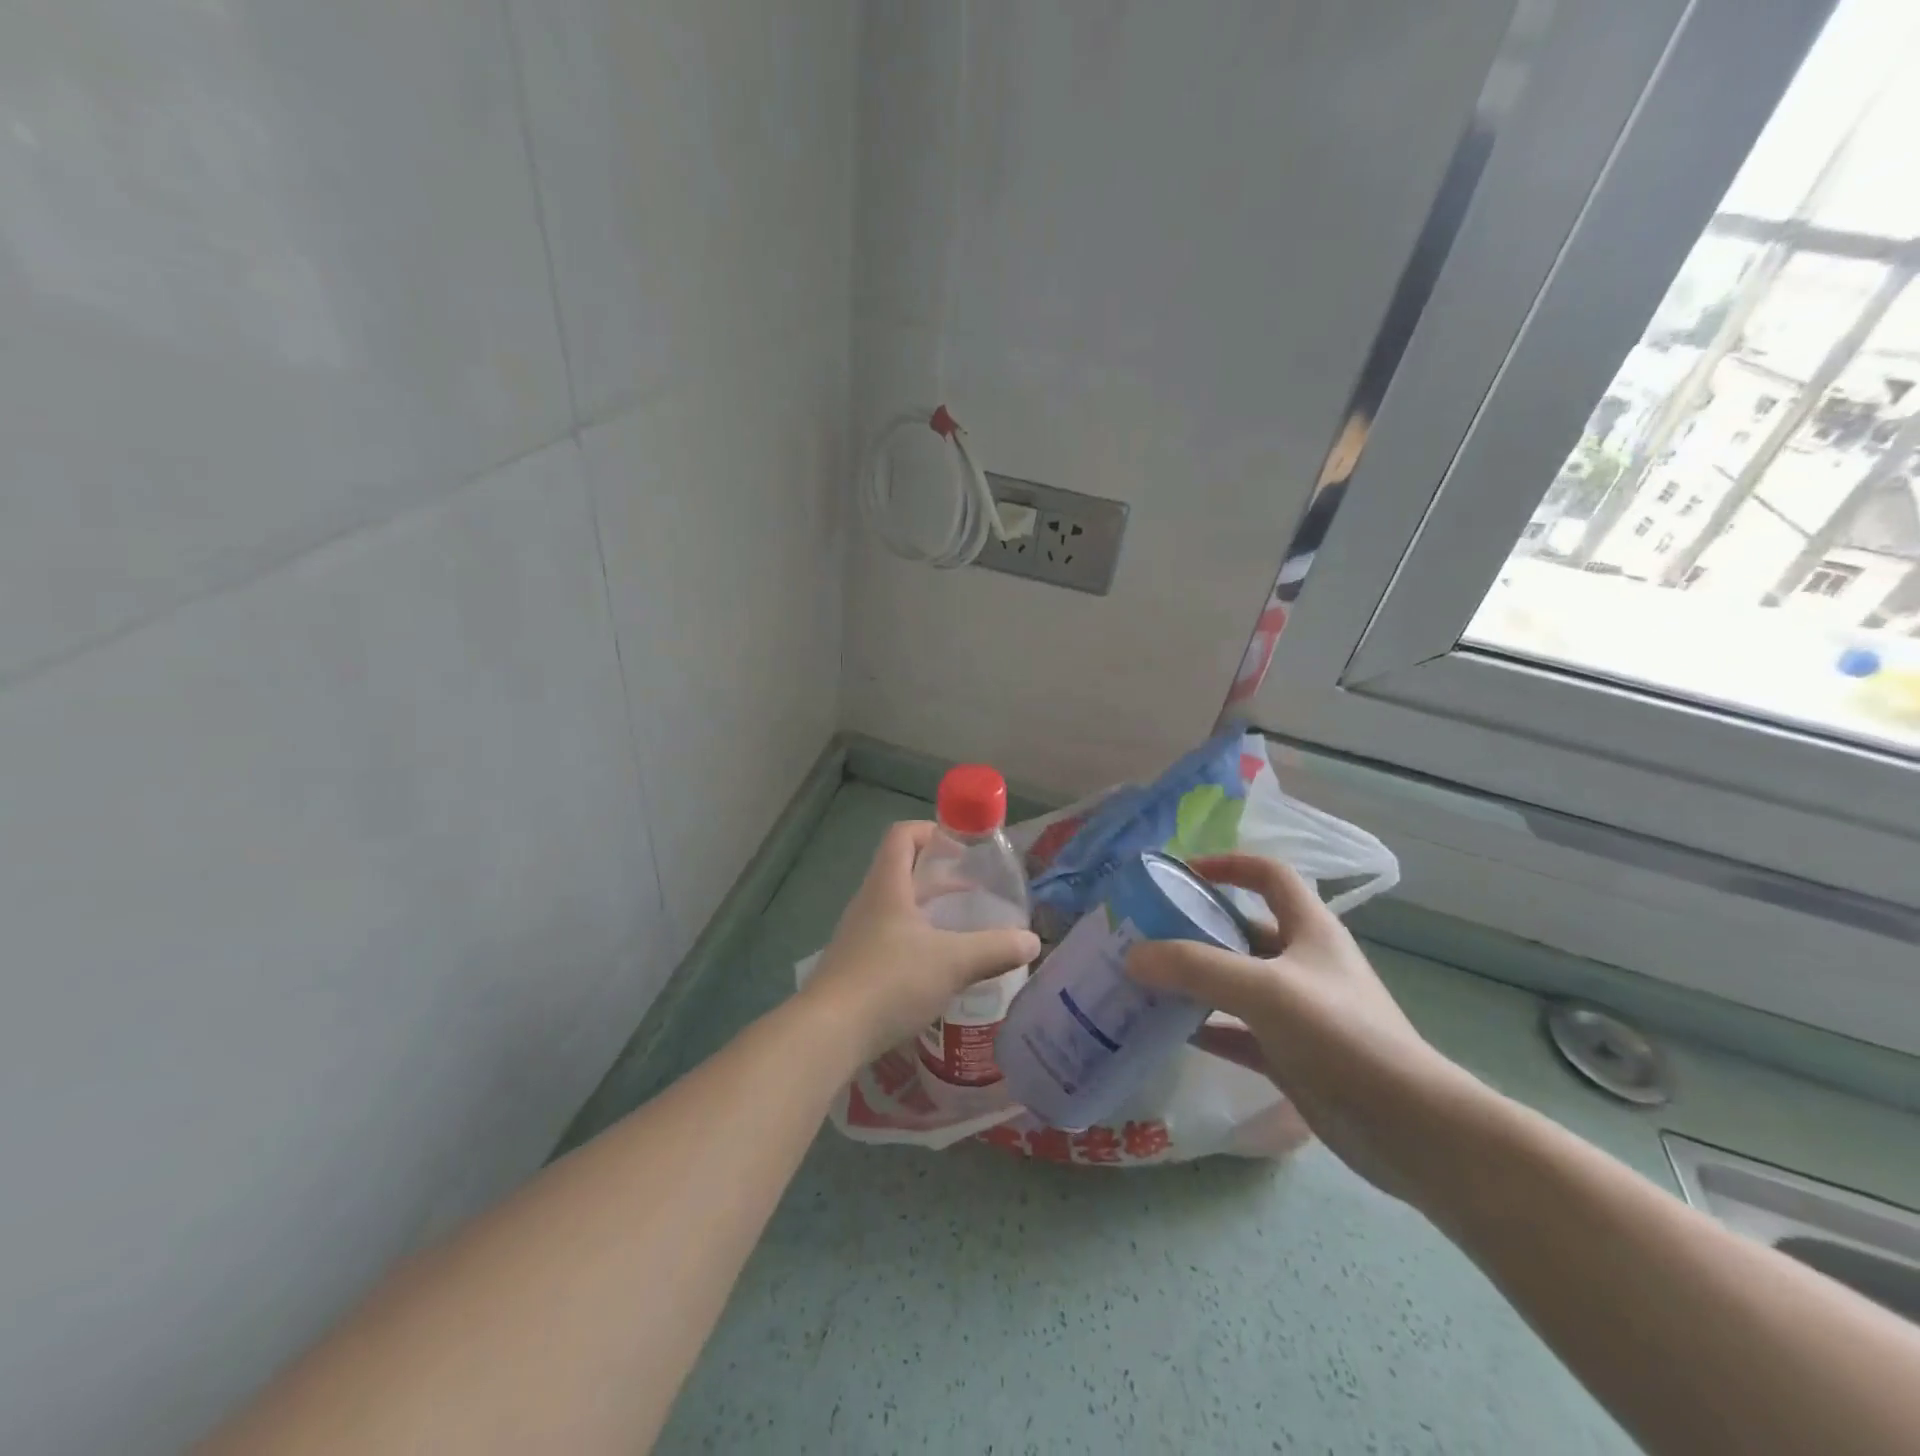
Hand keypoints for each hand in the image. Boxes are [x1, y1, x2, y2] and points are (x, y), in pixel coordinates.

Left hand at [801, 821, 1040, 1065]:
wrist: (829, 1034)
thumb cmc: (890, 982)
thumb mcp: (952, 963)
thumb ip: (995, 949)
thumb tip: (1032, 941)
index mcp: (887, 886)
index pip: (903, 835)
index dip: (932, 831)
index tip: (962, 849)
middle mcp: (869, 903)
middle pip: (903, 871)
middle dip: (940, 877)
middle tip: (976, 892)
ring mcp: (858, 935)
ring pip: (898, 908)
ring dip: (930, 911)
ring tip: (963, 930)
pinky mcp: (855, 966)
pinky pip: (891, 939)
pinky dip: (918, 941)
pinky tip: (939, 969)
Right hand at [1127, 853, 1472, 1199]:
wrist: (1410, 1130)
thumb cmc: (1342, 1036)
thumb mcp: (1264, 989)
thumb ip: (1195, 967)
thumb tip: (1132, 955)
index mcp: (1310, 929)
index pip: (1269, 875)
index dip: (1228, 865)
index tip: (1183, 873)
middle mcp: (1303, 963)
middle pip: (1243, 930)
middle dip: (1197, 928)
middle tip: (1146, 935)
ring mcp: (1298, 1011)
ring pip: (1236, 983)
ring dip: (1196, 980)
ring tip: (1147, 981)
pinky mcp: (1291, 1055)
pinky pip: (1237, 1031)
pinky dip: (1207, 1028)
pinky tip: (1171, 1032)